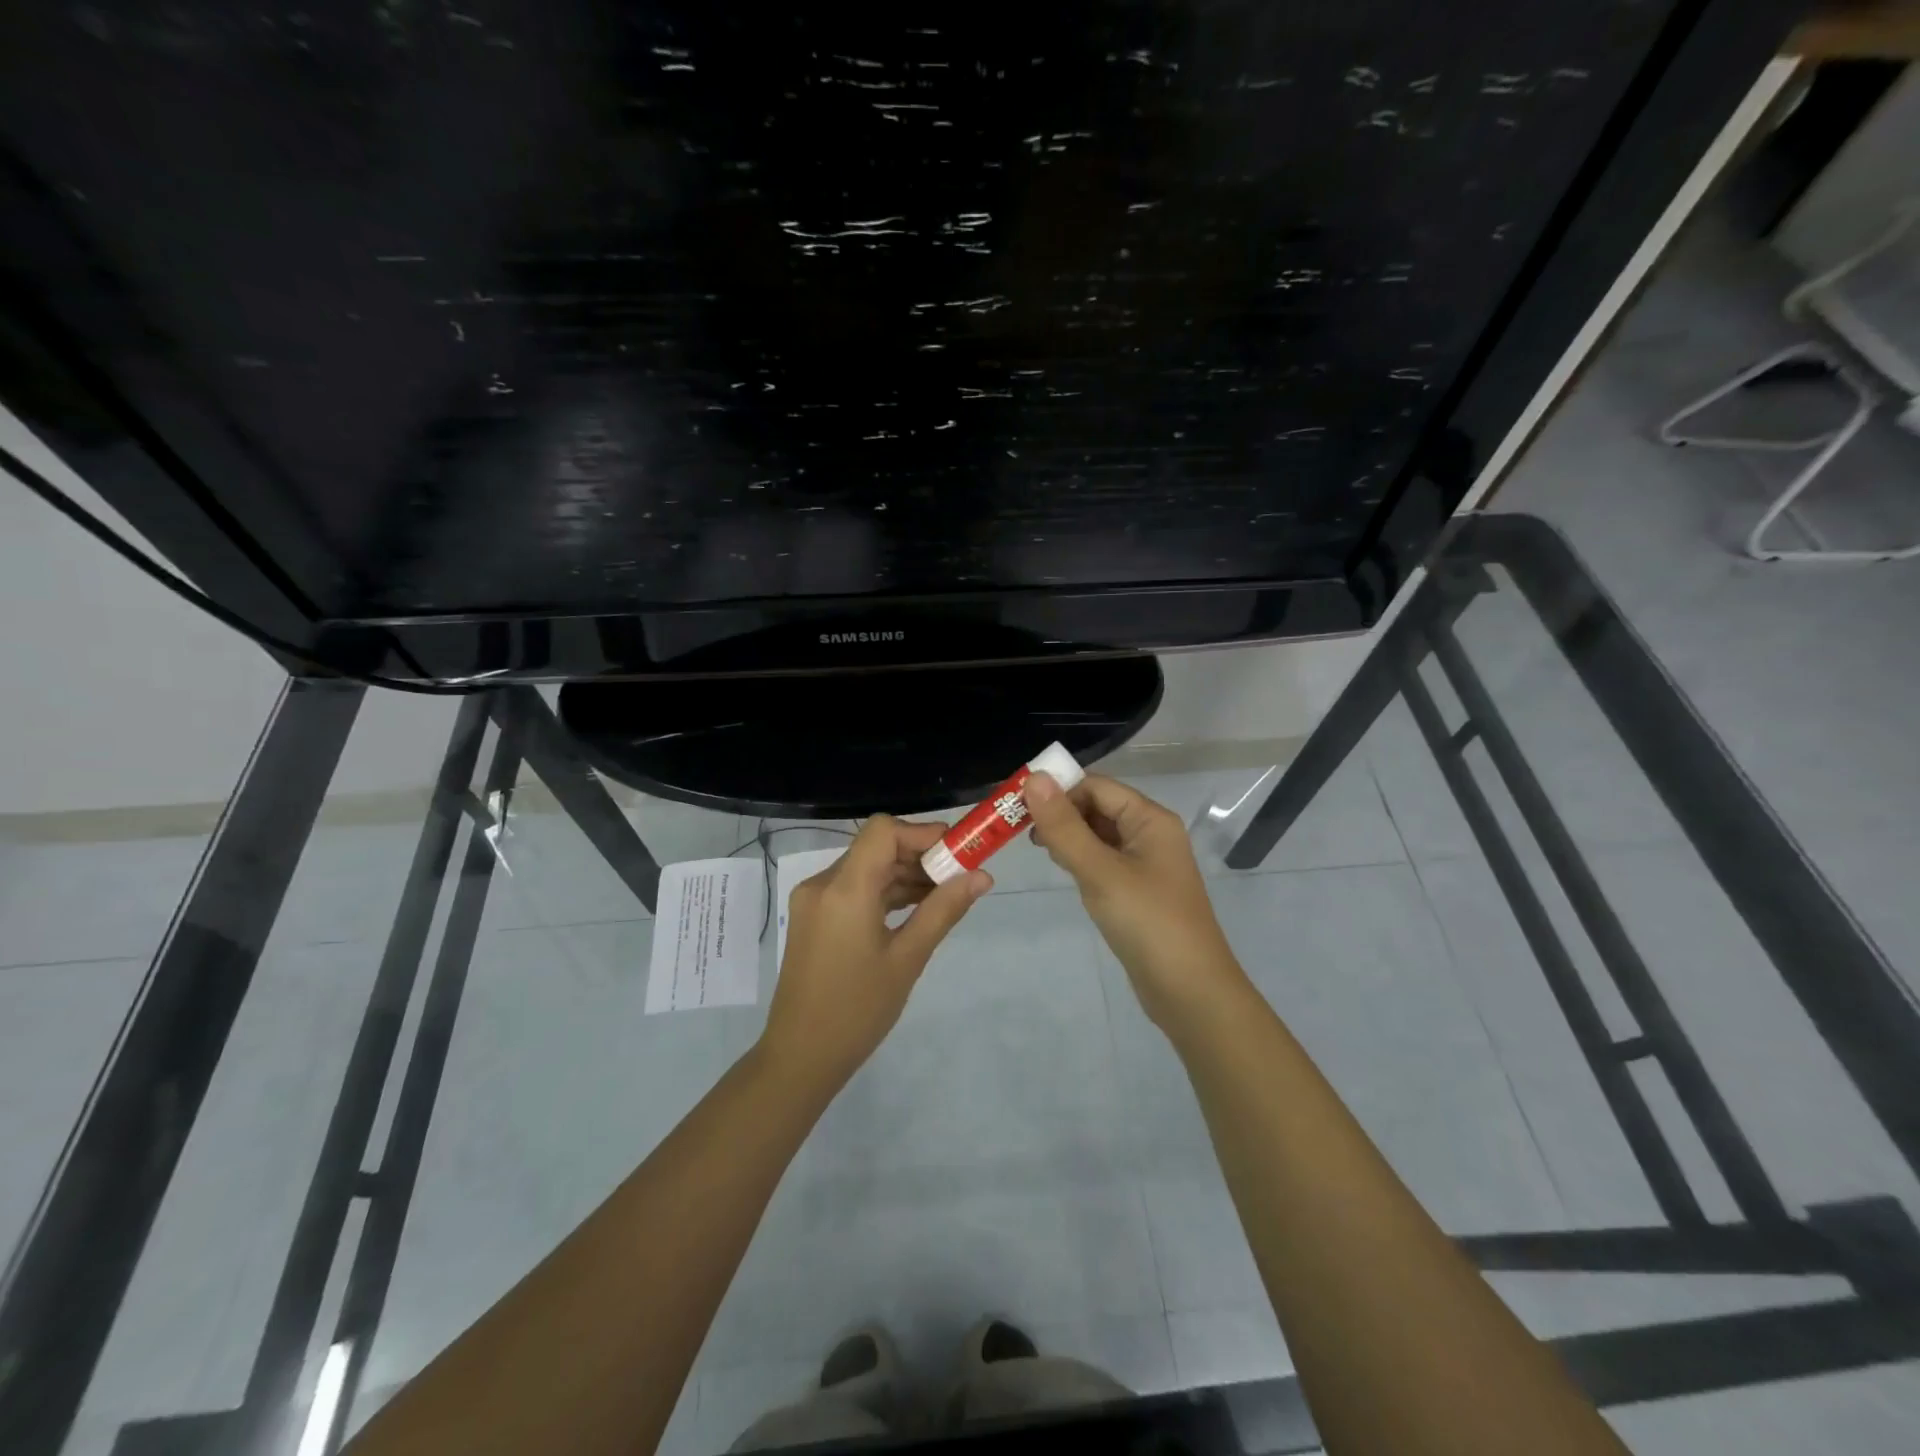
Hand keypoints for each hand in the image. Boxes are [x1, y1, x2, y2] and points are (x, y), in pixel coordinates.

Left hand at [759, 815, 990, 1090]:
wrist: (800, 1056)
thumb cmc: (858, 1010)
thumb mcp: (908, 959)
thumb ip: (943, 910)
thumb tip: (982, 876)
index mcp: (844, 889)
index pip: (884, 831)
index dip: (923, 833)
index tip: (958, 853)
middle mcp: (823, 884)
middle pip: (876, 847)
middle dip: (920, 855)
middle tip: (961, 876)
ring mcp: (814, 900)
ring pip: (866, 867)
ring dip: (904, 874)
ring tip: (945, 895)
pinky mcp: (813, 917)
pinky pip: (854, 888)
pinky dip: (884, 891)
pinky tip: (915, 909)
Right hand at [1024, 773, 1245, 1030]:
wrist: (1189, 992)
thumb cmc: (1147, 923)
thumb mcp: (1100, 871)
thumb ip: (1064, 826)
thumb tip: (1034, 777)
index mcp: (1150, 820)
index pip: (1097, 787)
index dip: (1059, 790)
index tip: (1019, 806)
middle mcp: (1151, 834)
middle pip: (1098, 807)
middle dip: (1061, 813)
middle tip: (1022, 832)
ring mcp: (1146, 864)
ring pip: (1098, 835)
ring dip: (1068, 836)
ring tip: (1040, 851)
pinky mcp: (1137, 891)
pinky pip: (1103, 861)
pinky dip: (1081, 859)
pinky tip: (1064, 872)